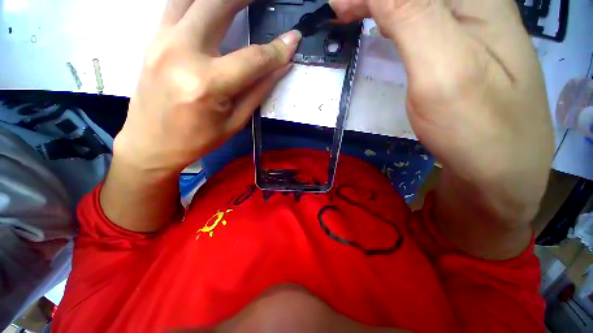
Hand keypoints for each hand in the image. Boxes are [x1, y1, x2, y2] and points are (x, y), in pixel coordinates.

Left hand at [116, 0, 301, 174]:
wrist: (151, 143)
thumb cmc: (198, 139)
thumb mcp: (235, 121)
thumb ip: (259, 90)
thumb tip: (281, 67)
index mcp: (208, 83)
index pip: (253, 58)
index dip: (277, 49)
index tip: (294, 40)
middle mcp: (182, 52)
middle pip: (217, 5)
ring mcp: (162, 40)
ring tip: (242, 1)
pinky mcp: (154, 39)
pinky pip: (177, 5)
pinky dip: (197, 0)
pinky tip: (212, 6)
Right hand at [331, 0, 552, 224]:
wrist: (499, 174)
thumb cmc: (477, 129)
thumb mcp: (445, 69)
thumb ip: (413, 16)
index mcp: (478, 0)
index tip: (339, 8)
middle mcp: (475, 6)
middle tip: (341, 12)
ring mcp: (466, 31)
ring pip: (416, 4)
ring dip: (381, 6)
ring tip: (352, 15)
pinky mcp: (455, 53)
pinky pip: (419, 23)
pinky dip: (392, 21)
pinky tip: (381, 29)